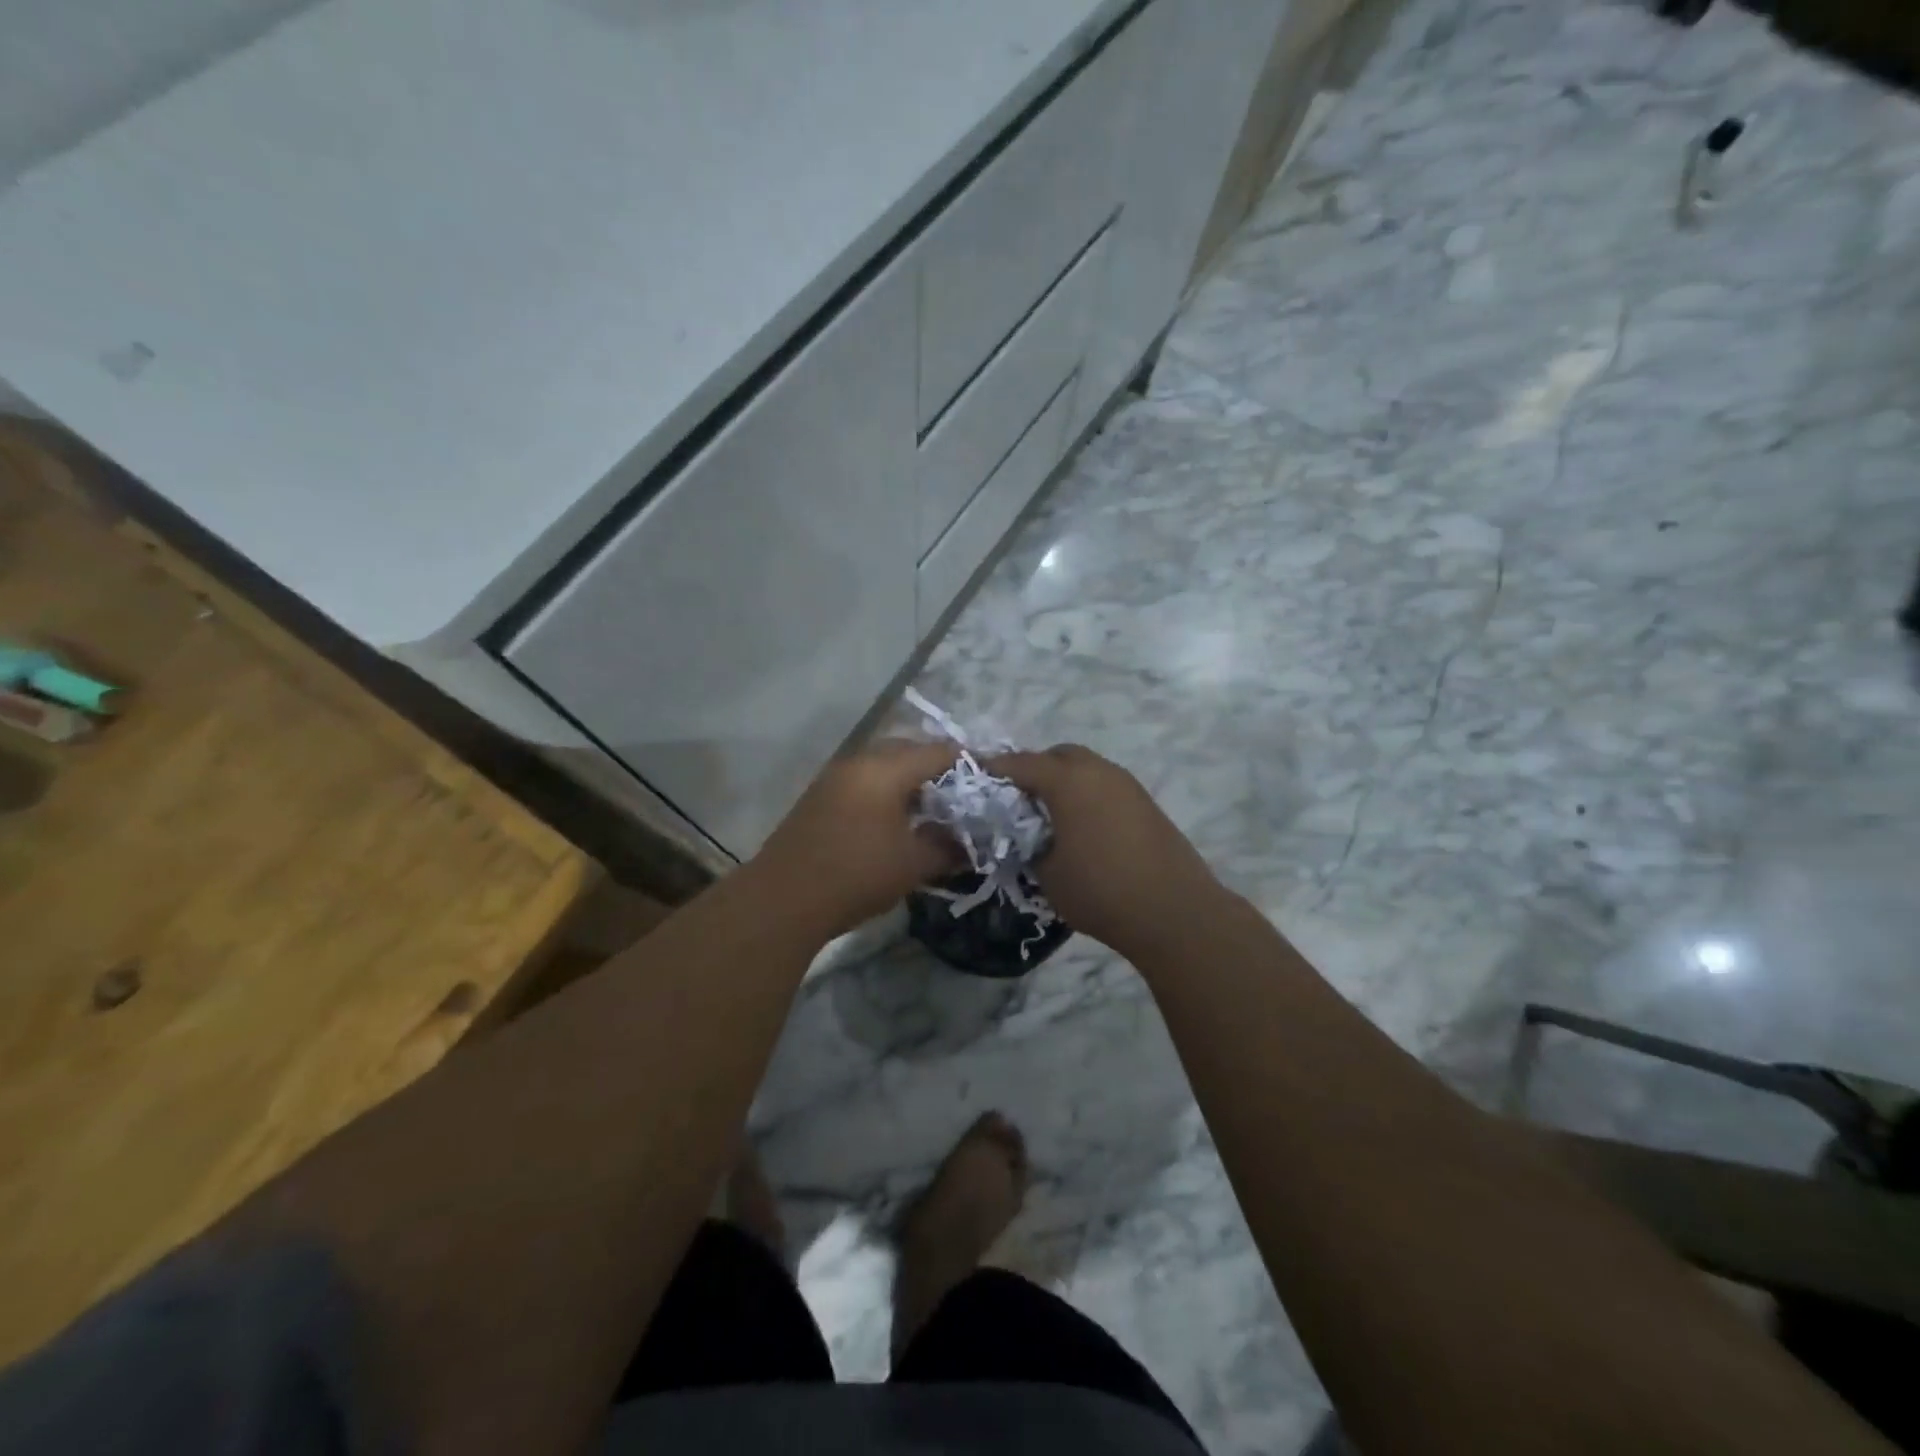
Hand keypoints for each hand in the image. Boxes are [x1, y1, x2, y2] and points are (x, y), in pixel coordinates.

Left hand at [753, 739, 962, 939]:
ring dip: (910, 780)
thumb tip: (970, 843)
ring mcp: (835, 777)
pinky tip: (897, 820)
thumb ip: (948, 847)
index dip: (969, 764)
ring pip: (883, 764)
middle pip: (909, 750)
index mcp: (885, 768)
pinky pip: (865, 780)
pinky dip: (887, 791)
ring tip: (933, 809)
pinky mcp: (820, 797)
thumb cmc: (855, 875)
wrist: (782, 900)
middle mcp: (858, 761)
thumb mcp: (913, 864)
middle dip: (939, 768)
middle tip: (963, 795)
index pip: (938, 752)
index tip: (991, 782)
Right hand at [989, 745, 1224, 960]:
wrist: (1174, 911)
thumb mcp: (1047, 874)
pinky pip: (1105, 786)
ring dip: (1064, 782)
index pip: (1020, 763)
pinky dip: (1087, 795)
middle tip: (1017, 799)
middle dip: (1034, 769)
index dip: (995, 769)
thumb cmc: (1100, 891)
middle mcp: (1098, 771)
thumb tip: (1027, 837)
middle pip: (1058, 756)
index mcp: (1068, 780)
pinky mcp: (1145, 803)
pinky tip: (1082, 827)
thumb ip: (1028, 846)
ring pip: (1086, 768)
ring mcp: (1126, 784)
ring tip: (1049, 815)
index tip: (976, 777)